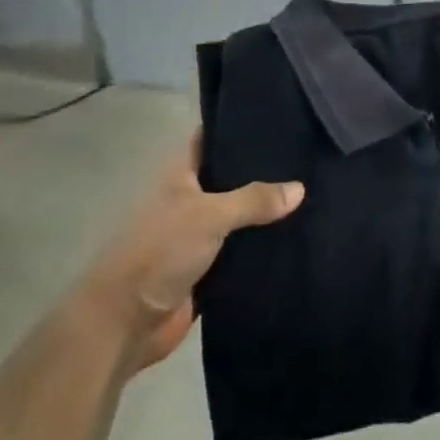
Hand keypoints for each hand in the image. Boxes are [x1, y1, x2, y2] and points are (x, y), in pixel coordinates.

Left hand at [84, 131, 303, 371]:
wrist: (126, 321)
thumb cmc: (161, 250)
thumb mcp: (210, 214)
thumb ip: (255, 200)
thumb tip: (300, 188)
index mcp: (180, 175)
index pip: (211, 139)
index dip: (237, 128)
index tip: (277, 118)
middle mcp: (189, 200)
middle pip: (230, 180)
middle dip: (262, 173)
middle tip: (307, 159)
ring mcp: (197, 237)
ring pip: (239, 218)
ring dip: (265, 214)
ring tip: (313, 195)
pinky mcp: (207, 271)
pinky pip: (241, 253)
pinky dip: (261, 249)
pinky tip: (296, 238)